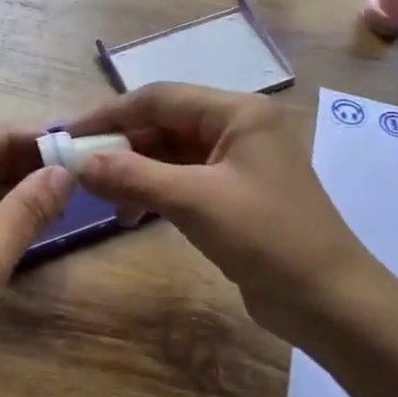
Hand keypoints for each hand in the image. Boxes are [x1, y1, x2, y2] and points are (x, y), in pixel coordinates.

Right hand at [66, 84, 380, 348]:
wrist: (328, 299)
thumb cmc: (266, 237)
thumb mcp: (195, 201)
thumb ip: (134, 176)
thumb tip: (80, 164)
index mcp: (237, 112)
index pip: (160, 97)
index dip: (111, 113)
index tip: (69, 133)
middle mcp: (237, 128)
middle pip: (164, 124)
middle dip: (121, 145)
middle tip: (78, 168)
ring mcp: (236, 162)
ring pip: (170, 154)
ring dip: (134, 172)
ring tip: (102, 197)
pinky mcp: (233, 194)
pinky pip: (182, 180)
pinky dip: (153, 192)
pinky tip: (130, 215)